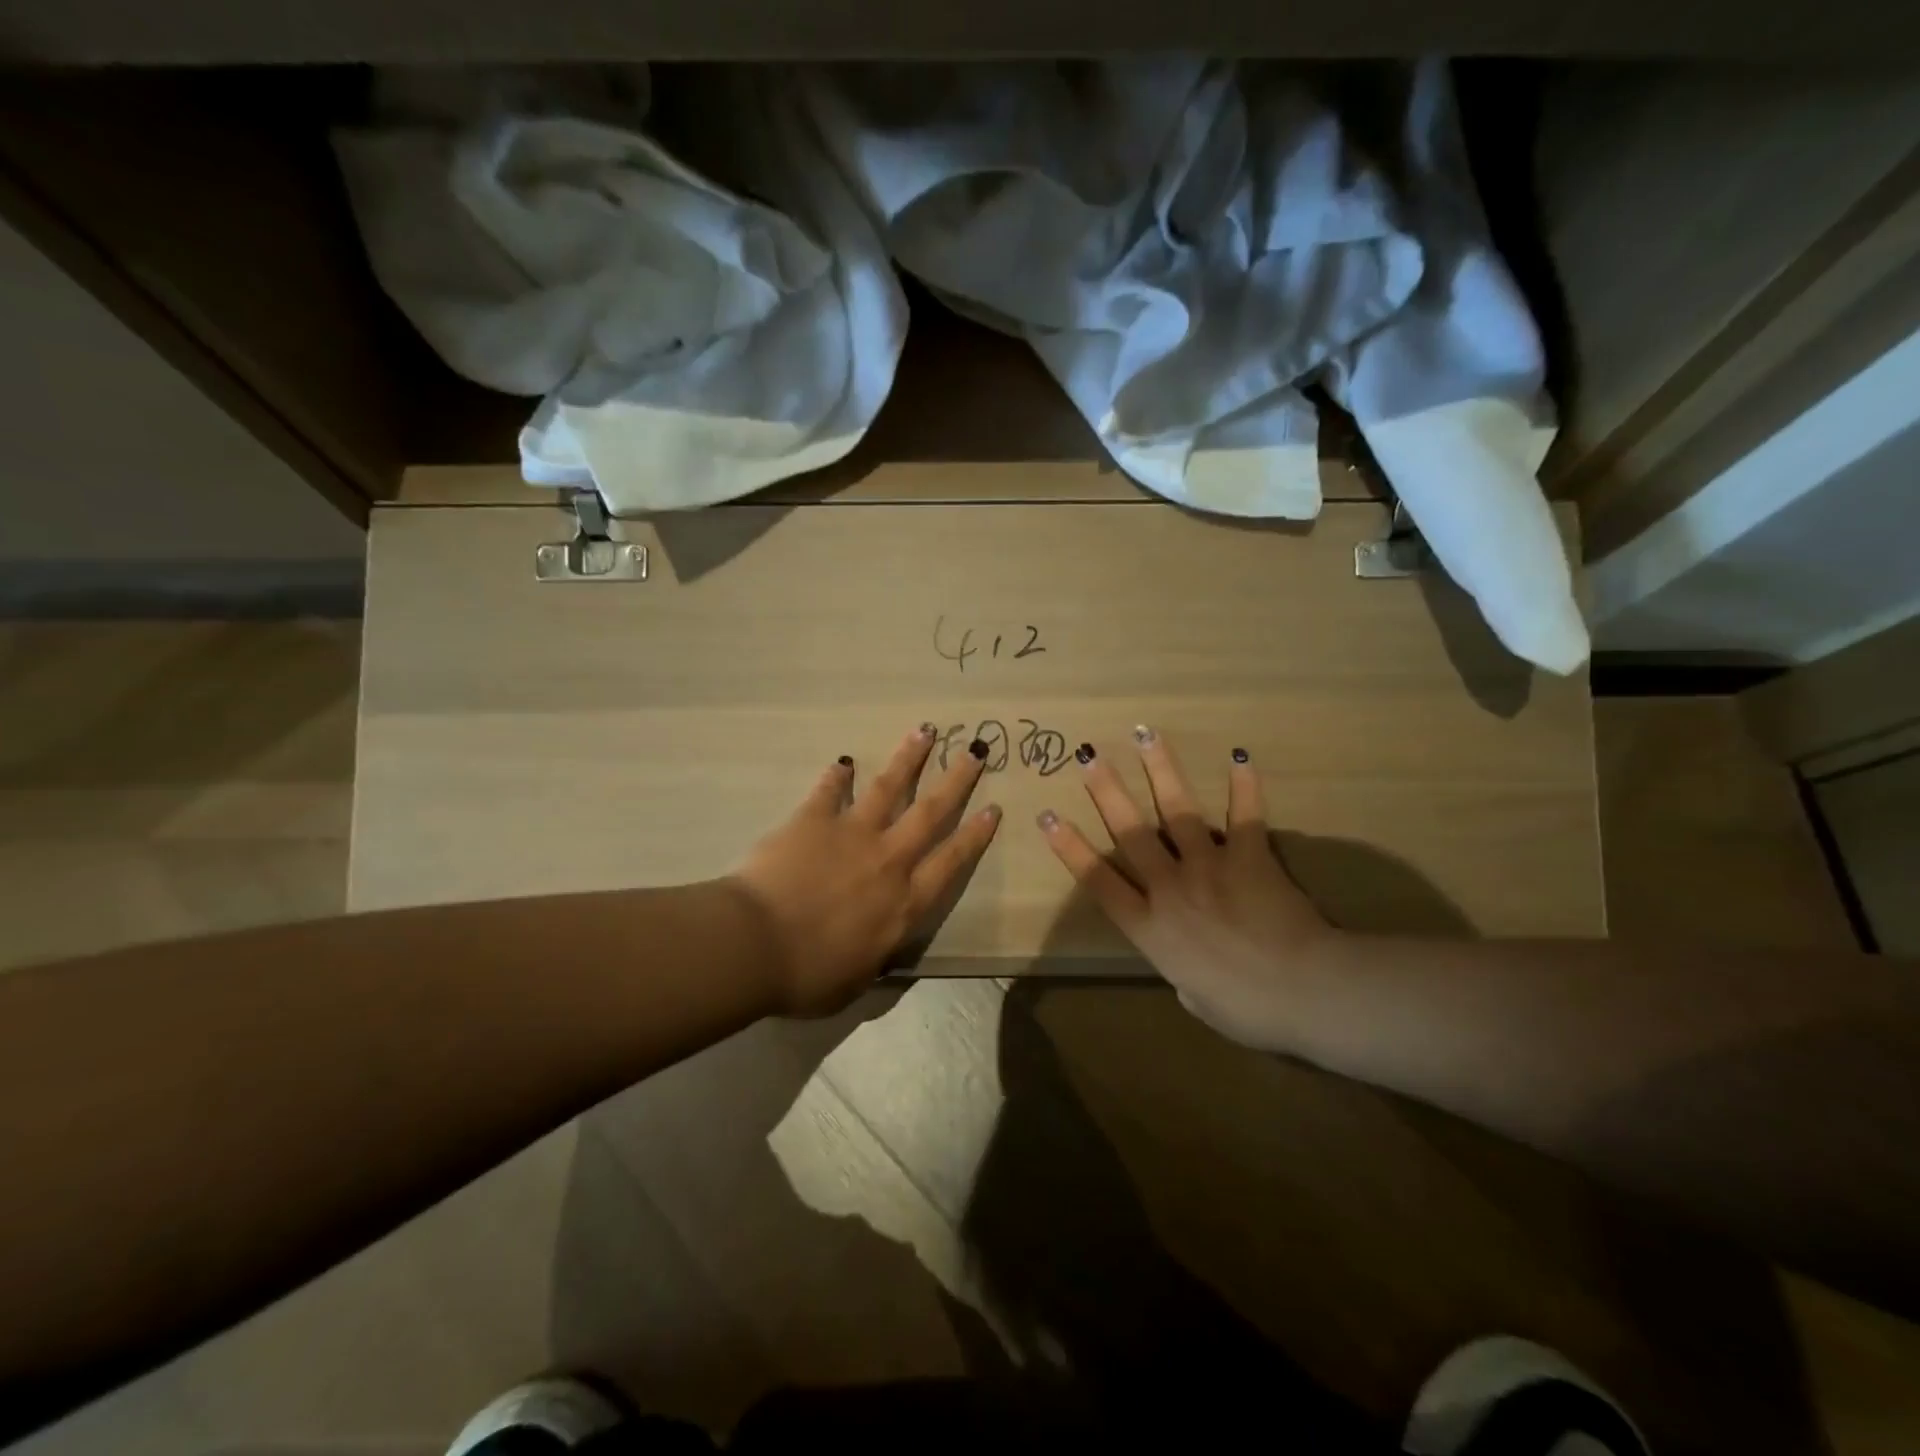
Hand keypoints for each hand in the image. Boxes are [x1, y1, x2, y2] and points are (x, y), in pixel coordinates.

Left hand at [732, 723, 1001, 1015]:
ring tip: (925, 731)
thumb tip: (880, 950)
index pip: (950, 862)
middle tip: (975, 751)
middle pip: (930, 812)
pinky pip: (829, 791)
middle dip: (957, 780)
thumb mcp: (855, 983)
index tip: (992, 808)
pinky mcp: (813, 820)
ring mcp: (851, 834)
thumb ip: (874, 959)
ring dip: (909, 758)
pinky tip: (843, 760)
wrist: (755, 945)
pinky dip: (836, 775)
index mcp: (904, 903)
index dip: (974, 835)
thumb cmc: (808, 976)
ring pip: (889, 788)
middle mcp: (888, 860)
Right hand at [1037, 728, 1339, 1049]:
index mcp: (1149, 927)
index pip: (1097, 880)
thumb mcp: (1197, 1001)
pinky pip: (1244, 815)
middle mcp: (1169, 887)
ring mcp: (1207, 866)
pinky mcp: (1248, 855)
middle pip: (1130, 831)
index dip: (1069, 847)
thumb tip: (1184, 967)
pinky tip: (1239, 756)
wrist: (1302, 991)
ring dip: (1160, 770)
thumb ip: (1179, 972)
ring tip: (1145, 733)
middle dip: (1106, 790)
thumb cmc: (1246, 1010)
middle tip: (1088, 755)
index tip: (1047, 816)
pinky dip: (1243, 786)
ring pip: (1176, 810)